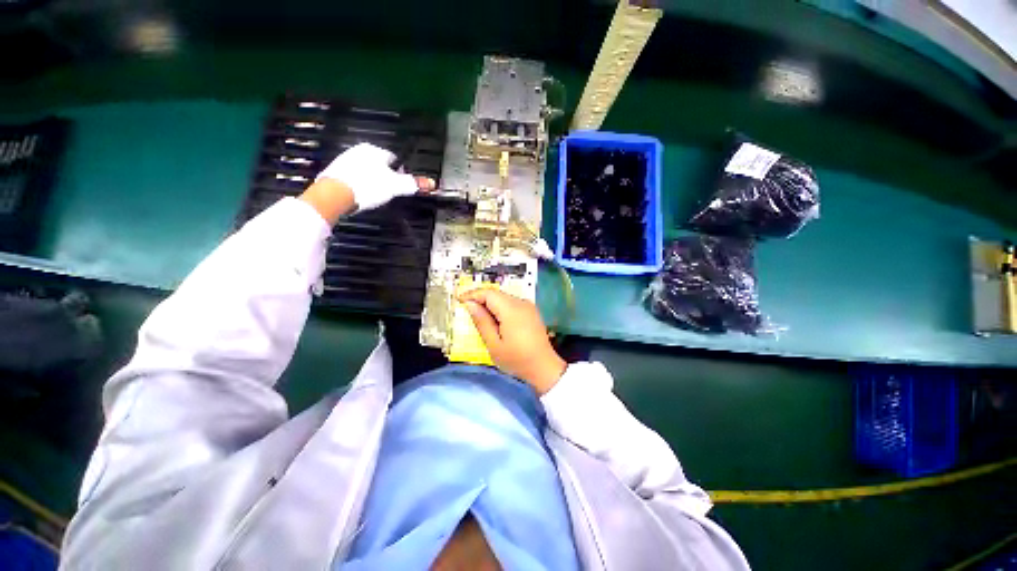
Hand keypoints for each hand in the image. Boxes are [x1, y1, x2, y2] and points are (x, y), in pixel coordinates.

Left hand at [316, 143, 433, 211]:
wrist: (334, 195)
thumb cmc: (367, 186)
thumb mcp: (395, 186)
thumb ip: (413, 184)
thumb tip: (432, 183)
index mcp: (374, 150)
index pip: (394, 159)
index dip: (400, 172)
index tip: (400, 185)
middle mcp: (358, 150)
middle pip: (379, 165)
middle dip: (385, 177)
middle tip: (388, 192)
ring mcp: (344, 160)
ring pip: (366, 171)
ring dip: (372, 181)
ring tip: (374, 195)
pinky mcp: (335, 172)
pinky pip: (354, 178)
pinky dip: (359, 185)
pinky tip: (361, 195)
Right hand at [458, 288, 566, 394]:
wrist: (544, 367)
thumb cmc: (517, 359)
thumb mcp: (494, 344)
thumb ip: (481, 322)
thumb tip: (470, 304)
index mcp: (511, 309)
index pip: (488, 293)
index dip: (472, 294)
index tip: (459, 300)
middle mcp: (521, 303)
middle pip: (496, 294)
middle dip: (480, 299)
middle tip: (467, 310)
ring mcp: (528, 306)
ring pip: (504, 298)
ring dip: (490, 304)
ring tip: (480, 317)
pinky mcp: (531, 311)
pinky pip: (511, 303)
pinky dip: (500, 308)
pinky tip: (496, 321)